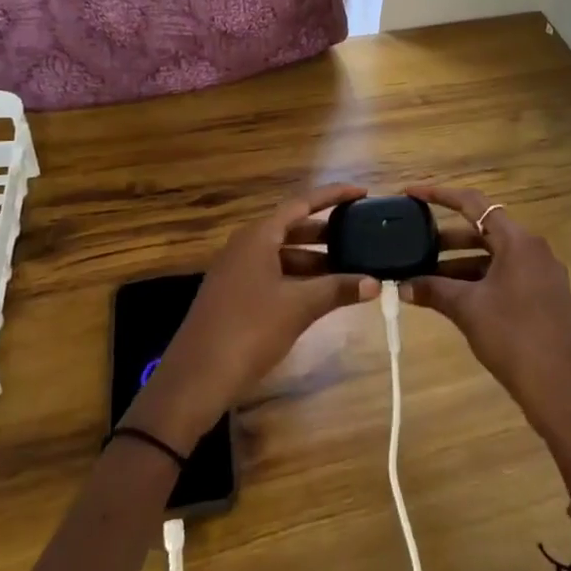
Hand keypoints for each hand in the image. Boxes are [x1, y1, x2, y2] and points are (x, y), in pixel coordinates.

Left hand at [122, 184, 378, 453]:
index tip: (361, 192)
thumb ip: (337, 289)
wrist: (197, 377)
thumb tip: (374, 282)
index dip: (333, 196)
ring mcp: (238, 270)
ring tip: (350, 268)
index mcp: (258, 236)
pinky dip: (299, 278)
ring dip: (315, 260)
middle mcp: (246, 245)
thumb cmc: (249, 330)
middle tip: (360, 235)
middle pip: (293, 228)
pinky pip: (274, 274)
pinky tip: (321, 294)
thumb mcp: (299, 307)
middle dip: (327, 233)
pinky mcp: (235, 294)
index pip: (302, 204)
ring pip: (284, 254)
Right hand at [403, 185, 570, 496]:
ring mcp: (541, 275)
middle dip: (444, 238)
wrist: (565, 392)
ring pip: (492, 257)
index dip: (439, 195)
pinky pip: (503, 277)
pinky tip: (450, 297)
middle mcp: (533, 249)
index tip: (410, 193)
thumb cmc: (515, 338)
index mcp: (518, 241)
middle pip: (483, 230)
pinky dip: (476, 281)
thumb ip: (434, 290)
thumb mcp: (468, 310)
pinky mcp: (543, 298)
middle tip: (411, 243)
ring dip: (458, 264)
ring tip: (423, 276)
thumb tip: (402, 285)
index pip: (473, 203)